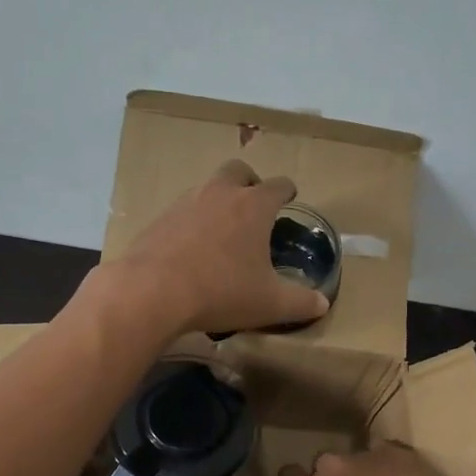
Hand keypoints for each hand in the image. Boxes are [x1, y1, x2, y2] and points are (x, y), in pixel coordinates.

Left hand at [107, 160, 330, 335]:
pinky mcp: (159, 220)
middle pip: (238, 171)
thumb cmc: (222, 291)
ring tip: (223, 230)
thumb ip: (301, 303)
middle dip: (249, 182)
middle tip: (254, 204)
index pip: (278, 186)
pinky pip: (182, 213)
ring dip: (218, 202)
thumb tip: (322, 303)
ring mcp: (185, 203)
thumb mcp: (269, 303)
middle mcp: (220, 194)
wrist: (153, 291)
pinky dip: (192, 223)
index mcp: (253, 206)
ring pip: (207, 189)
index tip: (290, 198)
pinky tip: (192, 249)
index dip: (287, 191)